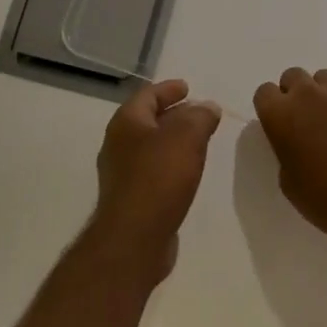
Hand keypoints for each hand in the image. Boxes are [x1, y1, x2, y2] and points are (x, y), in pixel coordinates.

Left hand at [90, 79, 222, 280]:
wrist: (135, 239)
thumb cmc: (159, 179)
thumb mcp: (187, 137)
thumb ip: (200, 117)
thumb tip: (207, 107)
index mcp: (126, 123)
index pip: (148, 95)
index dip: (169, 89)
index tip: (188, 87)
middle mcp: (118, 145)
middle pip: (147, 120)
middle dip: (173, 114)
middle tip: (198, 112)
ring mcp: (122, 174)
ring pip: (151, 146)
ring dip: (173, 140)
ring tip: (198, 140)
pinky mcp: (131, 199)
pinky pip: (153, 171)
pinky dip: (171, 164)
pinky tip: (187, 172)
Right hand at [251, 68, 326, 251]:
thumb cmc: (325, 199)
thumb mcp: (288, 181)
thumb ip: (286, 148)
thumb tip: (295, 140)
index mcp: (281, 115)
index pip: (264, 92)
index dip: (271, 107)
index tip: (279, 123)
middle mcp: (308, 95)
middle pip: (294, 76)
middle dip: (295, 93)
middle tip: (304, 118)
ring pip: (324, 78)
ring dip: (323, 94)